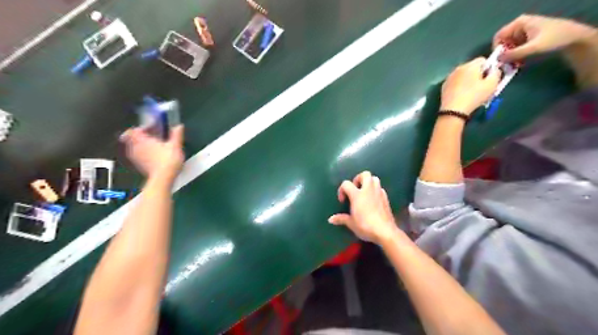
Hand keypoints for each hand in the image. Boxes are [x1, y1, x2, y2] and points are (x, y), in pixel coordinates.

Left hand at [120, 124, 184, 178]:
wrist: (163, 178)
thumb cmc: (168, 159)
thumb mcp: (175, 146)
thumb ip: (176, 135)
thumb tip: (179, 126)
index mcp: (143, 140)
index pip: (134, 130)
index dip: (142, 128)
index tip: (151, 129)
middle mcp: (136, 147)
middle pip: (131, 138)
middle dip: (140, 136)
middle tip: (151, 137)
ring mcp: (136, 157)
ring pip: (133, 147)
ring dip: (140, 145)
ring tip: (152, 146)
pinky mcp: (139, 166)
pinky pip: (137, 156)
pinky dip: (142, 154)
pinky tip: (152, 156)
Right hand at [329, 171, 398, 244]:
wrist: (385, 231)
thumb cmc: (365, 226)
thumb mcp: (351, 223)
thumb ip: (341, 219)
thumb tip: (331, 219)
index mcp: (357, 195)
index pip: (346, 184)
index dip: (342, 190)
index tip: (342, 201)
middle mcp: (368, 190)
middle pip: (365, 174)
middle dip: (358, 179)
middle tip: (355, 189)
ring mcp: (378, 193)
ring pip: (374, 179)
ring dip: (368, 183)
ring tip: (364, 193)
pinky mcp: (386, 198)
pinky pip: (380, 189)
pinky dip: (375, 191)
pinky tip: (373, 200)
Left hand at [438, 57, 500, 115]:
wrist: (454, 110)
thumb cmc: (474, 96)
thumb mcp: (492, 84)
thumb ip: (496, 73)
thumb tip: (494, 69)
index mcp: (470, 65)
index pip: (483, 60)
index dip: (488, 68)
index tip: (489, 78)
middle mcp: (458, 68)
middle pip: (471, 67)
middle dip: (478, 74)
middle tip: (481, 86)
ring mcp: (449, 77)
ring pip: (462, 75)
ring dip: (468, 80)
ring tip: (471, 92)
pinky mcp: (444, 86)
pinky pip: (455, 82)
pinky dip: (459, 86)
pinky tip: (461, 95)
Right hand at [493, 14, 594, 62]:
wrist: (575, 37)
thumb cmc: (554, 38)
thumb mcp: (533, 47)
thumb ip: (514, 54)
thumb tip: (497, 60)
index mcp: (519, 23)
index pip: (498, 36)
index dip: (497, 49)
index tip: (499, 60)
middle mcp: (519, 26)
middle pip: (503, 42)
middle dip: (504, 54)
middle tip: (507, 65)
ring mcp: (523, 32)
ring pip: (508, 47)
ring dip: (510, 57)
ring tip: (515, 66)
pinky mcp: (527, 39)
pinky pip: (515, 49)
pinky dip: (515, 56)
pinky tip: (520, 63)